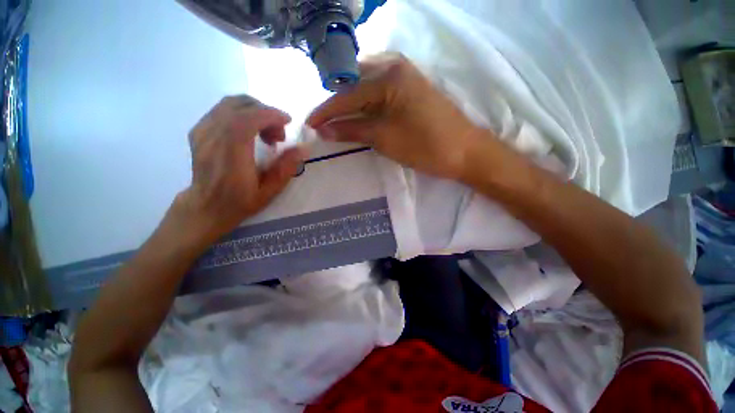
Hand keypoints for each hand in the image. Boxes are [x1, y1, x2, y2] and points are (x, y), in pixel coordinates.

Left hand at [172, 95, 303, 244]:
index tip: (288, 122)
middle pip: (240, 106)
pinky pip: (222, 109)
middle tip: (278, 135)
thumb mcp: (270, 191)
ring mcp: (202, 131)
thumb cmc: (240, 202)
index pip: (248, 119)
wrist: (206, 206)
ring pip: (230, 103)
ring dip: (254, 111)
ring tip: (265, 132)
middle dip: (266, 113)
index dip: (271, 115)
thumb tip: (303, 148)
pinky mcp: (198, 130)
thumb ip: (286, 168)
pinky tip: (249, 130)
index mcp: (231, 155)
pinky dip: (241, 113)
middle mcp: (212, 137)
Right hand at [307, 53, 485, 179]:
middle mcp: (395, 66)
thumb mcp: (384, 138)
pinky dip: (366, 104)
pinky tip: (358, 114)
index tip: (309, 124)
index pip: (347, 94)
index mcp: (388, 75)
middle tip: (323, 123)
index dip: (326, 112)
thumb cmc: (425, 146)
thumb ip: (352, 130)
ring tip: (337, 121)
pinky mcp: (410, 88)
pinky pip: (379, 92)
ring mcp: (405, 75)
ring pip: (366, 87)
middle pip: (354, 85)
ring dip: (351, 104)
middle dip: (337, 105)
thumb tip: (324, 131)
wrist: (464, 151)